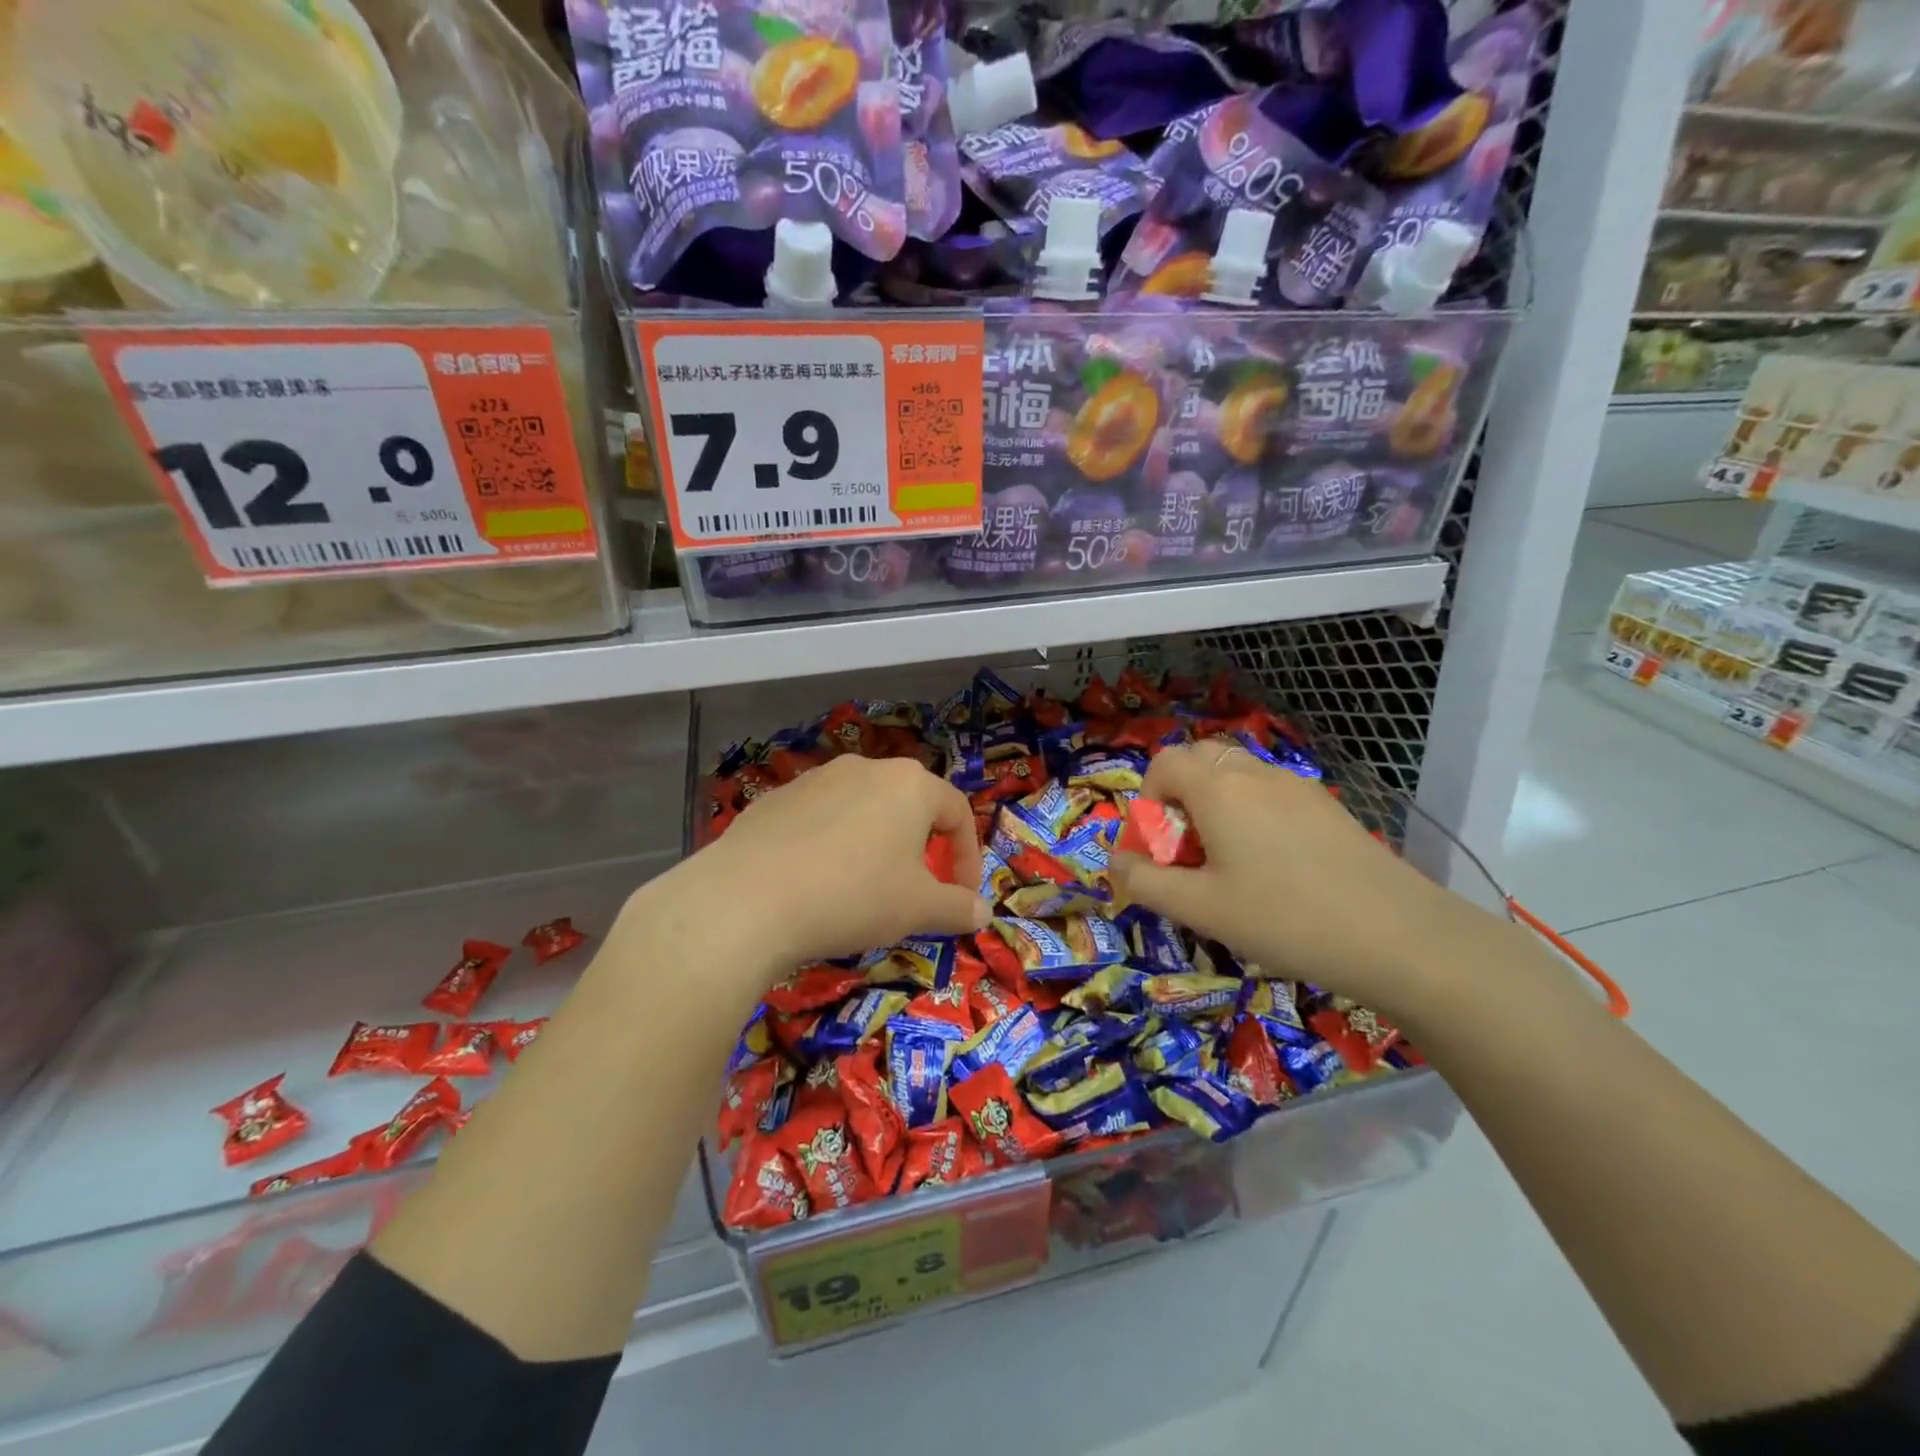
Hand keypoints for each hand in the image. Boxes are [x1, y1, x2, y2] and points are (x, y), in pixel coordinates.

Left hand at [654, 755, 990, 969]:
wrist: (748, 899)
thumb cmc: (853, 896)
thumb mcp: (918, 909)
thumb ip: (958, 907)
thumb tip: (983, 912)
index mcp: (909, 784)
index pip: (957, 813)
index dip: (967, 858)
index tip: (961, 898)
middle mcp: (865, 770)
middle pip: (909, 806)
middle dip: (921, 849)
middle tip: (916, 891)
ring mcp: (815, 780)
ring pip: (862, 811)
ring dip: (875, 846)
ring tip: (863, 889)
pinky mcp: (775, 799)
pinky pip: (819, 820)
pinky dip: (831, 847)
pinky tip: (815, 884)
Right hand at [1110, 741, 1489, 1017]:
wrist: (1399, 937)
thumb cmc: (1284, 919)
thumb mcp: (1200, 909)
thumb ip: (1145, 881)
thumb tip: (1117, 862)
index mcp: (1218, 789)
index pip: (1163, 762)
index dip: (1147, 799)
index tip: (1159, 847)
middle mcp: (1255, 774)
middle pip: (1199, 760)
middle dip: (1179, 797)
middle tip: (1189, 851)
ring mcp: (1297, 786)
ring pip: (1237, 775)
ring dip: (1215, 805)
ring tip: (1228, 863)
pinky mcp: (1326, 806)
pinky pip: (1270, 793)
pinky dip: (1251, 813)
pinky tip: (1274, 867)